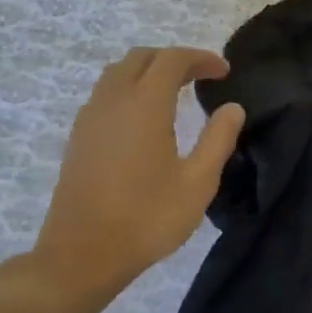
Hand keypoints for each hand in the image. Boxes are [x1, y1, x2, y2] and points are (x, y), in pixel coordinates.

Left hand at [0, 48, 245, 312]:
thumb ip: (218, 139)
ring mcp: (89, 119)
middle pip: (140, 59)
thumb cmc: (148, 218)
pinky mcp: (79, 138)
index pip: (171, 61)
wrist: (83, 254)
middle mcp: (112, 103)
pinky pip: (104, 95)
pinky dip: (129, 90)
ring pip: (117, 74)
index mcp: (144, 107)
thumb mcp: (198, 183)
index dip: (200, 58)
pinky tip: (145, 118)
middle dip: (173, 59)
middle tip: (202, 77)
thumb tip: (232, 108)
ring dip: (148, 72)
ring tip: (176, 92)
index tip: (225, 71)